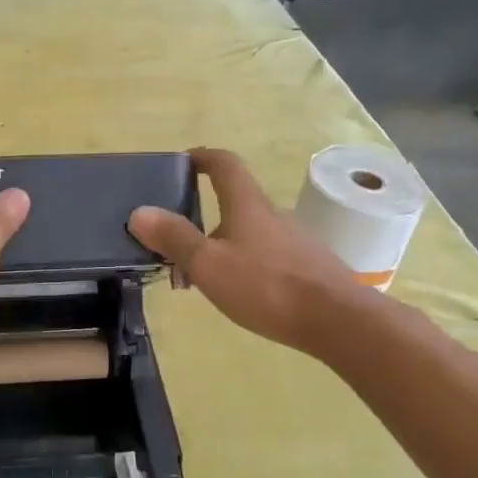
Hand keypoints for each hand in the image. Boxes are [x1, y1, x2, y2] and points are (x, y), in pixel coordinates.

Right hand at [129, 147, 364, 356]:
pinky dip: (247, 265)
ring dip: (225, 244)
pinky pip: (268, 257)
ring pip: (251, 233)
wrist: (337, 320)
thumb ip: (174, 239)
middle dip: (207, 215)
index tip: (184, 160)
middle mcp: (274, 215)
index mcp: (248, 205)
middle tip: (180, 240)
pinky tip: (241, 293)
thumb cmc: (266, 286)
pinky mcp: (309, 267)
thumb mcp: (209, 264)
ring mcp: (295, 241)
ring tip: (204, 275)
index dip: (204, 157)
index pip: (226, 165)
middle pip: (237, 203)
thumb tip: (139, 212)